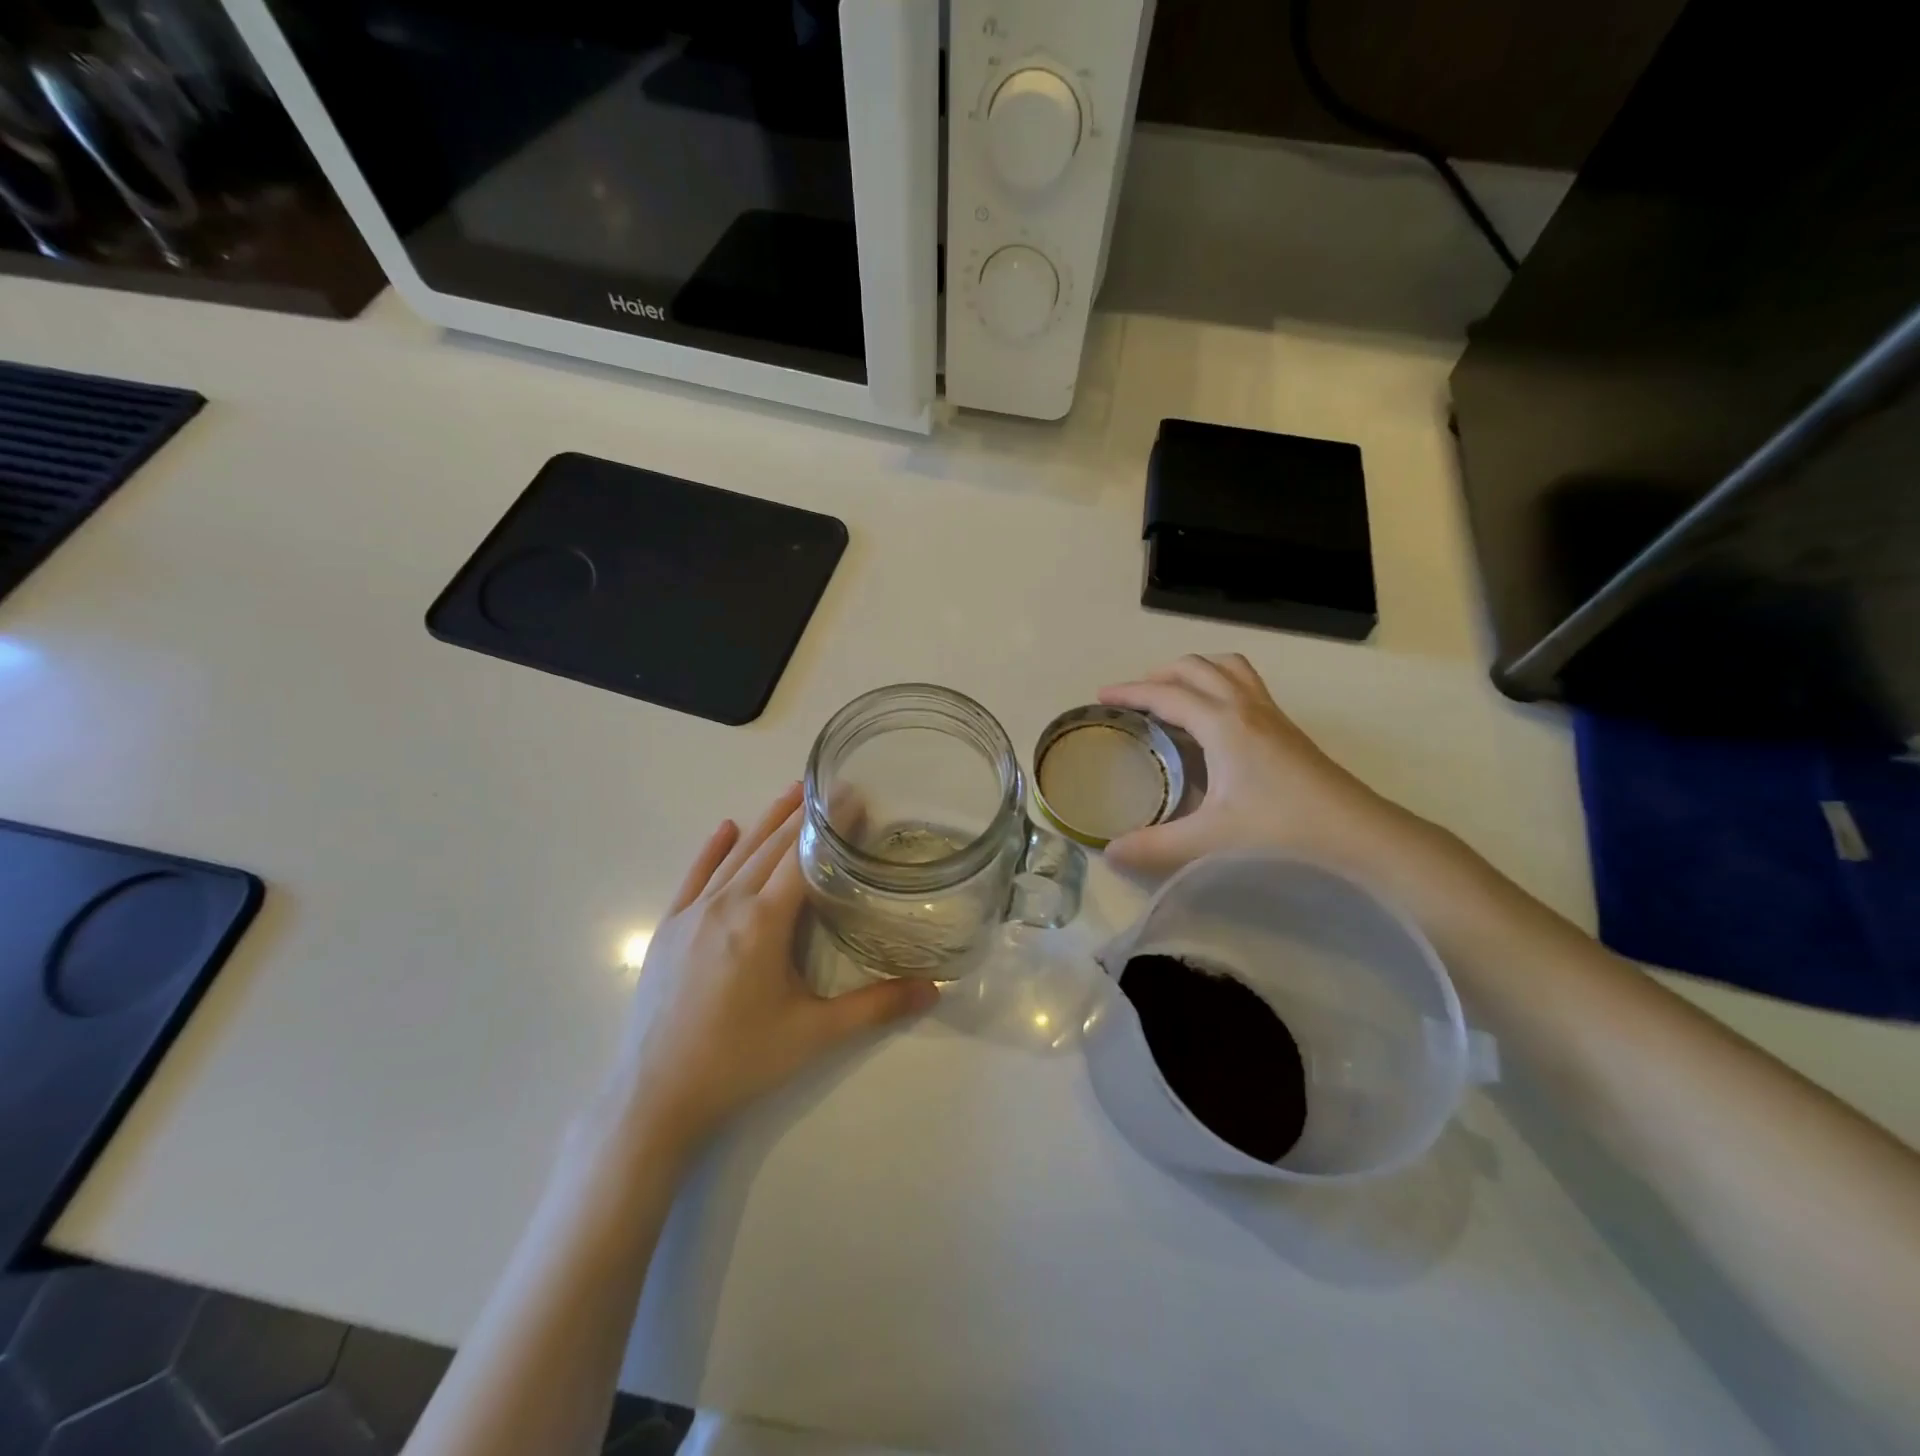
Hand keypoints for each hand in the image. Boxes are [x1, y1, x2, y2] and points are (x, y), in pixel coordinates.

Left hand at [613, 784, 937, 1151]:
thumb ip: (875, 1006)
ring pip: (736, 854)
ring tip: (792, 792)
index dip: (831, 826)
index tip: (854, 796)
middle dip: (804, 815)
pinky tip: (725, 827)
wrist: (654, 1096)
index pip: (805, 858)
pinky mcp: (669, 928)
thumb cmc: (739, 1061)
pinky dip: (712, 849)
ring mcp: (692, 913)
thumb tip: (933, 991)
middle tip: (832, 787)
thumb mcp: (814, 1034)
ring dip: (765, 821)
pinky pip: (694, 877)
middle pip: (771, 846)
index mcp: (763, 922)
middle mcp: (727, 904)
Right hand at [1099, 654, 1418, 879]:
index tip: (1101, 696)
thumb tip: (1110, 853)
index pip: (1166, 694)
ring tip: (1173, 696)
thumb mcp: (1210, 840)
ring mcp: (1271, 714)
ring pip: (1228, 668)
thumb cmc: (1282, 830)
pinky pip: (1246, 685)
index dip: (1130, 692)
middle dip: (1159, 674)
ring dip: (1195, 671)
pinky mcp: (1287, 729)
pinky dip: (1219, 684)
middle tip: (1134, 698)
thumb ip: (1154, 846)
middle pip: (1197, 667)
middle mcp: (1246, 707)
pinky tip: (1214, 722)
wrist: (1359, 835)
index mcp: (1223, 724)